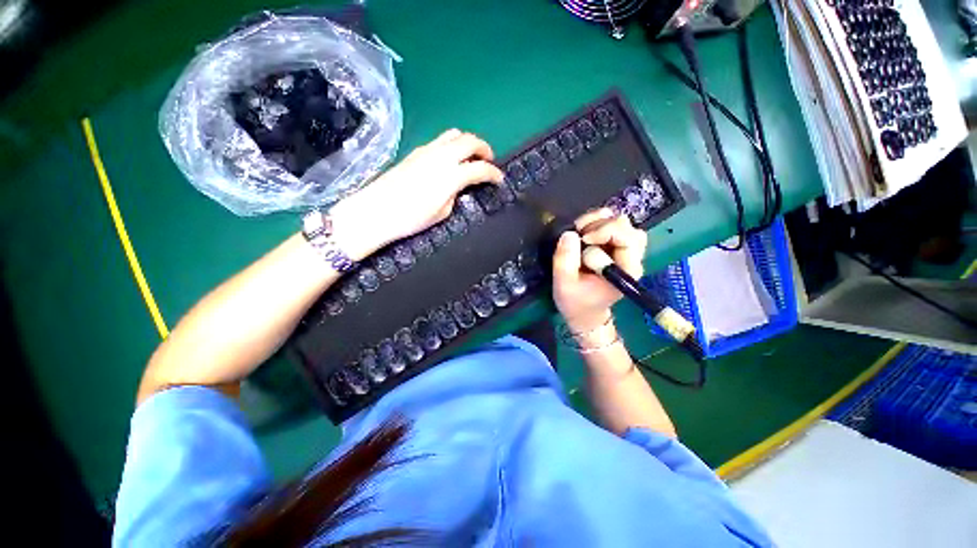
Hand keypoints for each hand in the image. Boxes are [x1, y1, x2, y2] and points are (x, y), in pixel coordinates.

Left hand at [329, 129, 503, 260]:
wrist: (376, 210)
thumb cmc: (411, 218)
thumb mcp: (442, 212)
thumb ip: (455, 195)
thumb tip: (458, 186)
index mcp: (451, 175)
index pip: (480, 168)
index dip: (494, 174)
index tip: (500, 179)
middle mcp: (441, 156)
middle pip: (470, 140)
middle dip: (484, 148)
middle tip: (489, 160)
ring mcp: (427, 150)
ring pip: (454, 134)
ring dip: (468, 142)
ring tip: (470, 156)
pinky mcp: (415, 151)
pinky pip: (440, 140)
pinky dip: (452, 145)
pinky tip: (449, 159)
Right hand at [552, 209, 647, 331]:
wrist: (584, 313)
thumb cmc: (575, 302)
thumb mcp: (563, 284)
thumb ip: (565, 260)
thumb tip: (569, 233)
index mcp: (626, 270)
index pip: (626, 238)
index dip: (604, 232)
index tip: (583, 239)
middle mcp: (631, 258)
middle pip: (626, 227)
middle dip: (600, 225)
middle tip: (579, 236)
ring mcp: (625, 252)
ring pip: (621, 224)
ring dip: (599, 222)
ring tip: (581, 233)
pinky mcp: (615, 248)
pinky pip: (613, 226)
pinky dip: (598, 223)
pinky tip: (584, 232)